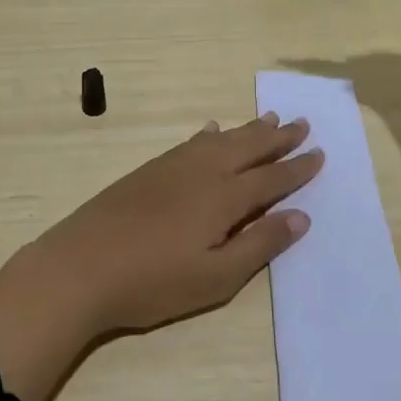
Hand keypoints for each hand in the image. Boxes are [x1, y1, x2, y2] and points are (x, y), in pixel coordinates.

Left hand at [0, 114, 320, 400]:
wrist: (81, 265)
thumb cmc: (153, 282)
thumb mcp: (215, 278)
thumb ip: (259, 245)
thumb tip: (300, 216)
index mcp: (224, 198)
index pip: (271, 179)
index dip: (296, 168)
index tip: (319, 153)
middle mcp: (203, 172)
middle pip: (248, 148)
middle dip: (278, 137)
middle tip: (302, 123)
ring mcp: (174, 167)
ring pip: (221, 140)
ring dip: (248, 129)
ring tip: (269, 117)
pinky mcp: (150, 169)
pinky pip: (191, 142)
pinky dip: (209, 134)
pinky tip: (211, 130)